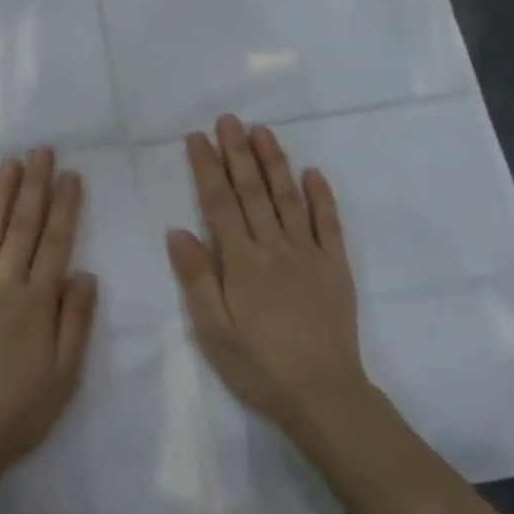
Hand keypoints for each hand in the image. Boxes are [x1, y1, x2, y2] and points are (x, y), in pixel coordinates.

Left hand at [0, 148, 98, 493]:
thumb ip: (76, 319)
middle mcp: (2, 285)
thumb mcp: (65, 373)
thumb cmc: (19, 410)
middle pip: (22, 226)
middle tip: (41, 151)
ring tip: (10, 163)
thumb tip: (84, 272)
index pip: (55, 242)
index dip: (64, 207)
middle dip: (34, 186)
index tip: (70, 174)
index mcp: (36, 301)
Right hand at [166, 115, 368, 439]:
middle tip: (228, 119)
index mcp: (241, 261)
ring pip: (289, 198)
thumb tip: (178, 230)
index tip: (198, 137)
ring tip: (262, 131)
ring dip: (274, 162)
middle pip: (253, 191)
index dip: (207, 168)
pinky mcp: (335, 267)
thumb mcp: (213, 330)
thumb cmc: (259, 366)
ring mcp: (309, 254)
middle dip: (238, 152)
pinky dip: (322, 196)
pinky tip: (313, 172)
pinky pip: (330, 224)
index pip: (220, 203)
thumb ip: (195, 278)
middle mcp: (275, 247)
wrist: (323, 395)